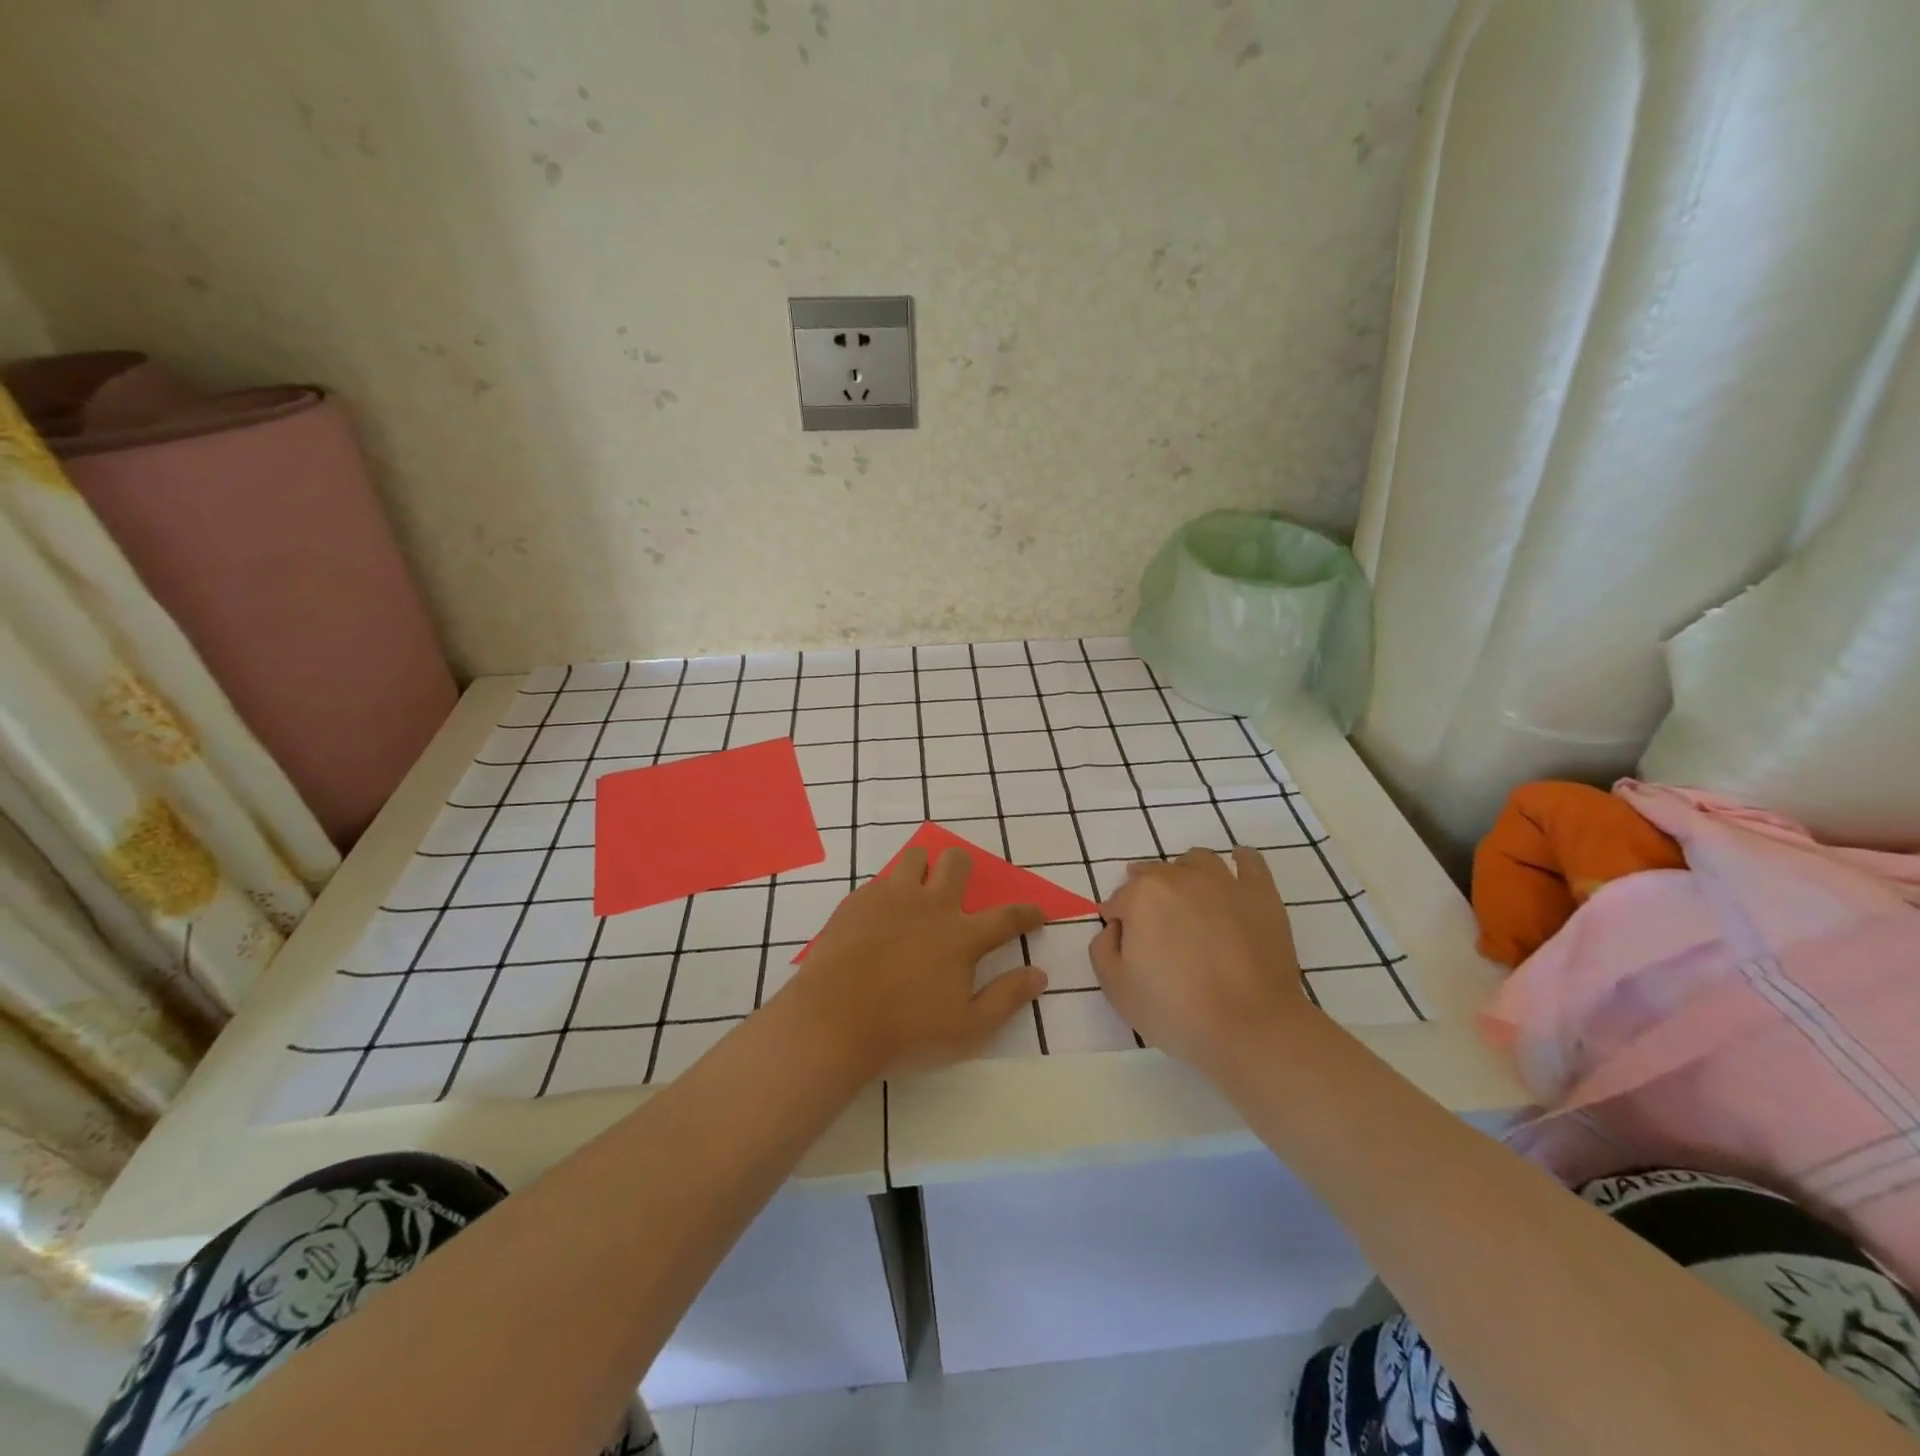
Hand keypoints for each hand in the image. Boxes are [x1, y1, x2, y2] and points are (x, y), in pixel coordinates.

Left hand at [792, 847, 1046, 1075]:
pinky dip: (889, 892)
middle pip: (956, 863)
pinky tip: (881, 916)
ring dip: (924, 868)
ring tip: (918, 893)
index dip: (1027, 913)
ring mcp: (891, 898)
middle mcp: (930, 906)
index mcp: (961, 936)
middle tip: (959, 890)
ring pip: (915, 858)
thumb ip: (1006, 998)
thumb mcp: (967, 1030)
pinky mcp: (857, 901)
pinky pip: (880, 880)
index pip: (1006, 917)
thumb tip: (1039, 974)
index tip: (1037, 912)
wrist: (833, 1022)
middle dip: (965, 868)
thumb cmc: (905, 1033)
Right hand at [1092, 846, 1318, 1072]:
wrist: (1251, 1027)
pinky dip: (1239, 862)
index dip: (1119, 924)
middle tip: (1158, 934)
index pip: (1118, 900)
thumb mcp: (1115, 987)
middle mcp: (1181, 877)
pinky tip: (1234, 877)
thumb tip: (1116, 927)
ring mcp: (1224, 882)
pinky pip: (1249, 861)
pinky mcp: (1261, 894)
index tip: (1129, 950)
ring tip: (1190, 903)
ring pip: (1197, 861)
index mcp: (1142, 895)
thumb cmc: (1176, 1010)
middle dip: (1148, 898)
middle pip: (1154, 875)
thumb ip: (1102, 947)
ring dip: (1185, 874)